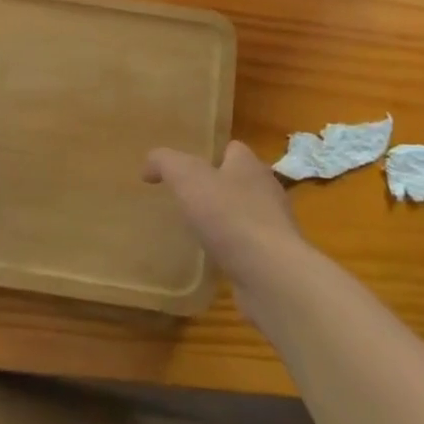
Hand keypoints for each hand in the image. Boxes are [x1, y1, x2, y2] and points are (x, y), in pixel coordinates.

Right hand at [145, 140, 305, 287]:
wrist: (270, 274)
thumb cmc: (229, 215)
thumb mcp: (186, 177)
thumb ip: (165, 162)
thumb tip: (149, 165)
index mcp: (250, 165)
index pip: (232, 149)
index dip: (210, 154)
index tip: (186, 168)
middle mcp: (266, 190)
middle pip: (239, 181)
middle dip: (217, 188)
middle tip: (187, 199)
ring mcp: (274, 226)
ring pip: (244, 214)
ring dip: (225, 221)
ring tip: (196, 230)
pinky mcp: (274, 258)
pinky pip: (248, 247)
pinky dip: (232, 250)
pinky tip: (213, 259)